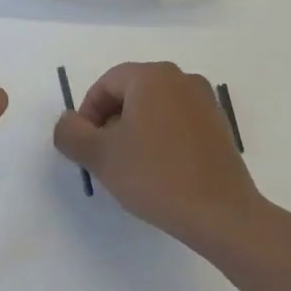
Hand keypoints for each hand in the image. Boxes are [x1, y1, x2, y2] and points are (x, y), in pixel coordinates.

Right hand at [53, 61, 264, 255]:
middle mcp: (181, 78)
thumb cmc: (155, 176)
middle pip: (131, 93)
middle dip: (111, 122)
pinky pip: (178, 122)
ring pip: (154, 108)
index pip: (105, 84)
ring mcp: (205, 101)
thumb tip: (69, 122)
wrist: (221, 214)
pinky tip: (160, 171)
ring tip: (132, 167)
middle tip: (106, 157)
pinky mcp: (219, 126)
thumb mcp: (99, 156)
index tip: (87, 147)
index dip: (88, 114)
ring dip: (136, 130)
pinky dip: (162, 138)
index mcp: (151, 76)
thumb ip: (70, 133)